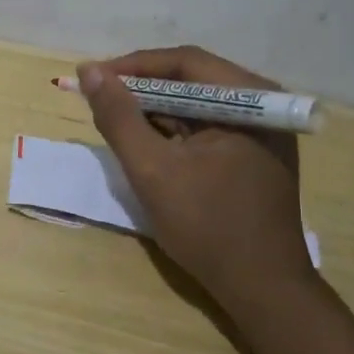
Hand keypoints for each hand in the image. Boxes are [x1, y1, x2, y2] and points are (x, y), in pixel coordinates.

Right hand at [78, 46, 311, 297]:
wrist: (263, 291)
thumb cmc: (208, 226)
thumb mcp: (152, 170)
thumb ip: (119, 117)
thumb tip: (89, 71)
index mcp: (248, 100)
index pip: (182, 62)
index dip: (132, 66)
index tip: (91, 78)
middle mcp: (261, 105)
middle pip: (190, 79)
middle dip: (140, 89)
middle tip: (99, 100)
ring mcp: (260, 132)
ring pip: (195, 104)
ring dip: (154, 110)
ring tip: (116, 122)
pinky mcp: (252, 155)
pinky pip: (204, 128)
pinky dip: (172, 131)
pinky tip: (146, 145)